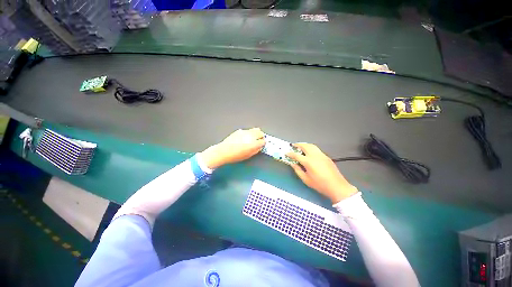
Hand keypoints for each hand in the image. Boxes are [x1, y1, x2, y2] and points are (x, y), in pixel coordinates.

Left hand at [200, 128, 265, 168]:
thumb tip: (259, 147)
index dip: (263, 143)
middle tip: (259, 140)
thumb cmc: (236, 156)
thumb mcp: (248, 155)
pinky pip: (247, 130)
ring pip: (255, 129)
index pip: (263, 141)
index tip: (262, 144)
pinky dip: (249, 133)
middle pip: (260, 132)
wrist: (224, 151)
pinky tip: (245, 138)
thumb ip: (256, 150)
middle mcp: (250, 136)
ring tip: (253, 138)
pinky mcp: (239, 130)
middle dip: (261, 136)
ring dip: (256, 133)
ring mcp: (245, 132)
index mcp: (253, 143)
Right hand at [287, 143, 357, 203]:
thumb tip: (292, 163)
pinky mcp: (326, 156)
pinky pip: (316, 149)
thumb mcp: (305, 179)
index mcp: (308, 162)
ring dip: (305, 145)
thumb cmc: (320, 184)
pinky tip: (309, 152)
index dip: (290, 153)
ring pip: (312, 146)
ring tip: (300, 147)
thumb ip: (297, 170)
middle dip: (298, 145)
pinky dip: (310, 148)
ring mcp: (321, 155)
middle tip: (293, 146)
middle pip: (305, 146)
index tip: (286, 153)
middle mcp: (315, 156)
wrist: (337, 186)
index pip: (297, 155)